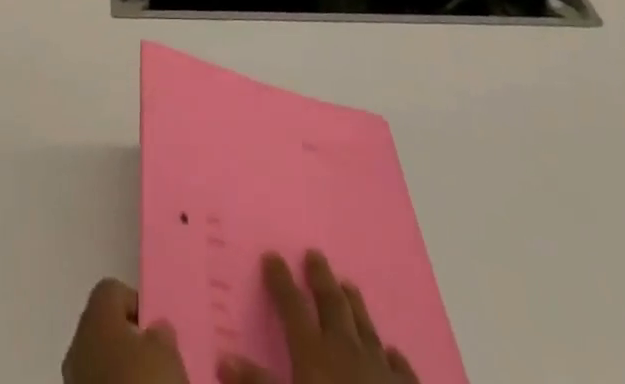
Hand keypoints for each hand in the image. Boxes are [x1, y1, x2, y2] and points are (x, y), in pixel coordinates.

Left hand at [63, 278, 190, 383]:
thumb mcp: (165, 352)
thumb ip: (160, 332)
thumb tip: (155, 329)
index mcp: (95, 317)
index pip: (111, 290)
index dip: (135, 303)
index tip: (155, 328)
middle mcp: (78, 344)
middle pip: (104, 328)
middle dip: (128, 340)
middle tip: (155, 358)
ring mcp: (73, 381)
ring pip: (99, 361)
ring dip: (121, 369)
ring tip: (148, 382)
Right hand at [218, 251, 417, 383]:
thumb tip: (224, 358)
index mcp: (314, 354)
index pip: (292, 307)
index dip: (280, 281)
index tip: (272, 255)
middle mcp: (347, 351)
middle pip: (332, 305)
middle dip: (321, 279)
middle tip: (315, 253)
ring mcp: (381, 372)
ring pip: (365, 327)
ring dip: (355, 305)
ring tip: (348, 285)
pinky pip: (400, 369)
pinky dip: (393, 356)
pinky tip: (393, 351)